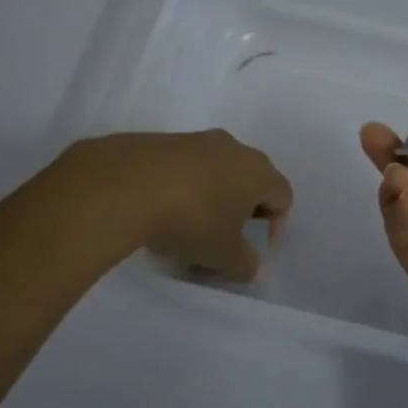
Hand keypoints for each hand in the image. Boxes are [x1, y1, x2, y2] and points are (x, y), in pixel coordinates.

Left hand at [65, 129, 291, 280]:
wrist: (125, 184)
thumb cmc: (191, 220)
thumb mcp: (223, 255)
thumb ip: (245, 265)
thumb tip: (253, 268)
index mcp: (258, 172)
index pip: (283, 195)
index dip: (276, 224)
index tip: (255, 247)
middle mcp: (233, 148)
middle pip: (249, 180)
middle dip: (241, 210)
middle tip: (224, 238)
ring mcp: (195, 139)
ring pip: (215, 172)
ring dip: (210, 199)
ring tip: (187, 229)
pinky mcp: (161, 140)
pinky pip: (183, 167)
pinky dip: (181, 187)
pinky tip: (160, 211)